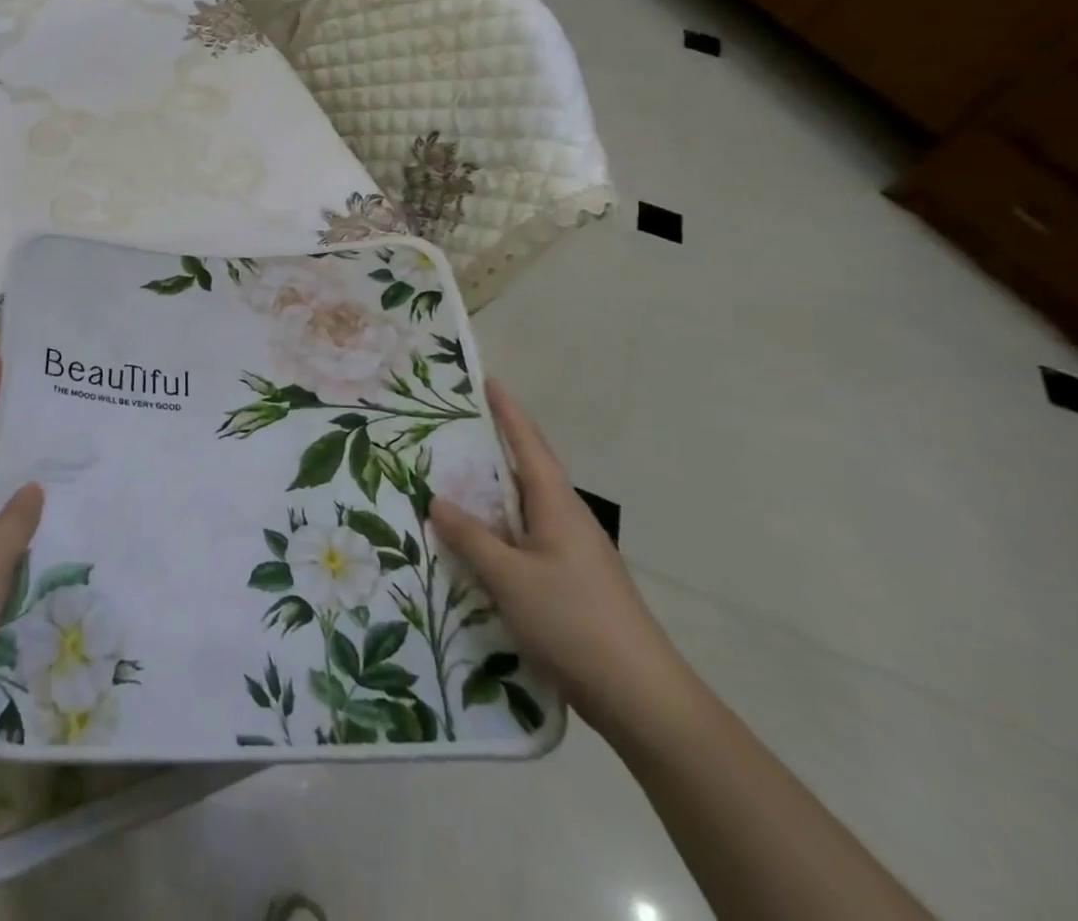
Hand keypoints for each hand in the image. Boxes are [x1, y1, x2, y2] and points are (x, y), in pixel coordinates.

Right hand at [429, 379, 692, 742]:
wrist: (641, 698)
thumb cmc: (574, 621)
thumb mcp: (510, 577)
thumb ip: (471, 537)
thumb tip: (435, 499)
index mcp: (557, 504)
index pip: (527, 443)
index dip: (506, 410)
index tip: (485, 379)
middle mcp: (567, 518)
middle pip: (526, 469)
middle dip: (493, 444)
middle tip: (450, 426)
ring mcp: (571, 551)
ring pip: (523, 507)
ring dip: (490, 490)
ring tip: (449, 478)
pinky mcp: (570, 581)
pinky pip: (525, 538)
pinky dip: (497, 528)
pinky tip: (472, 541)